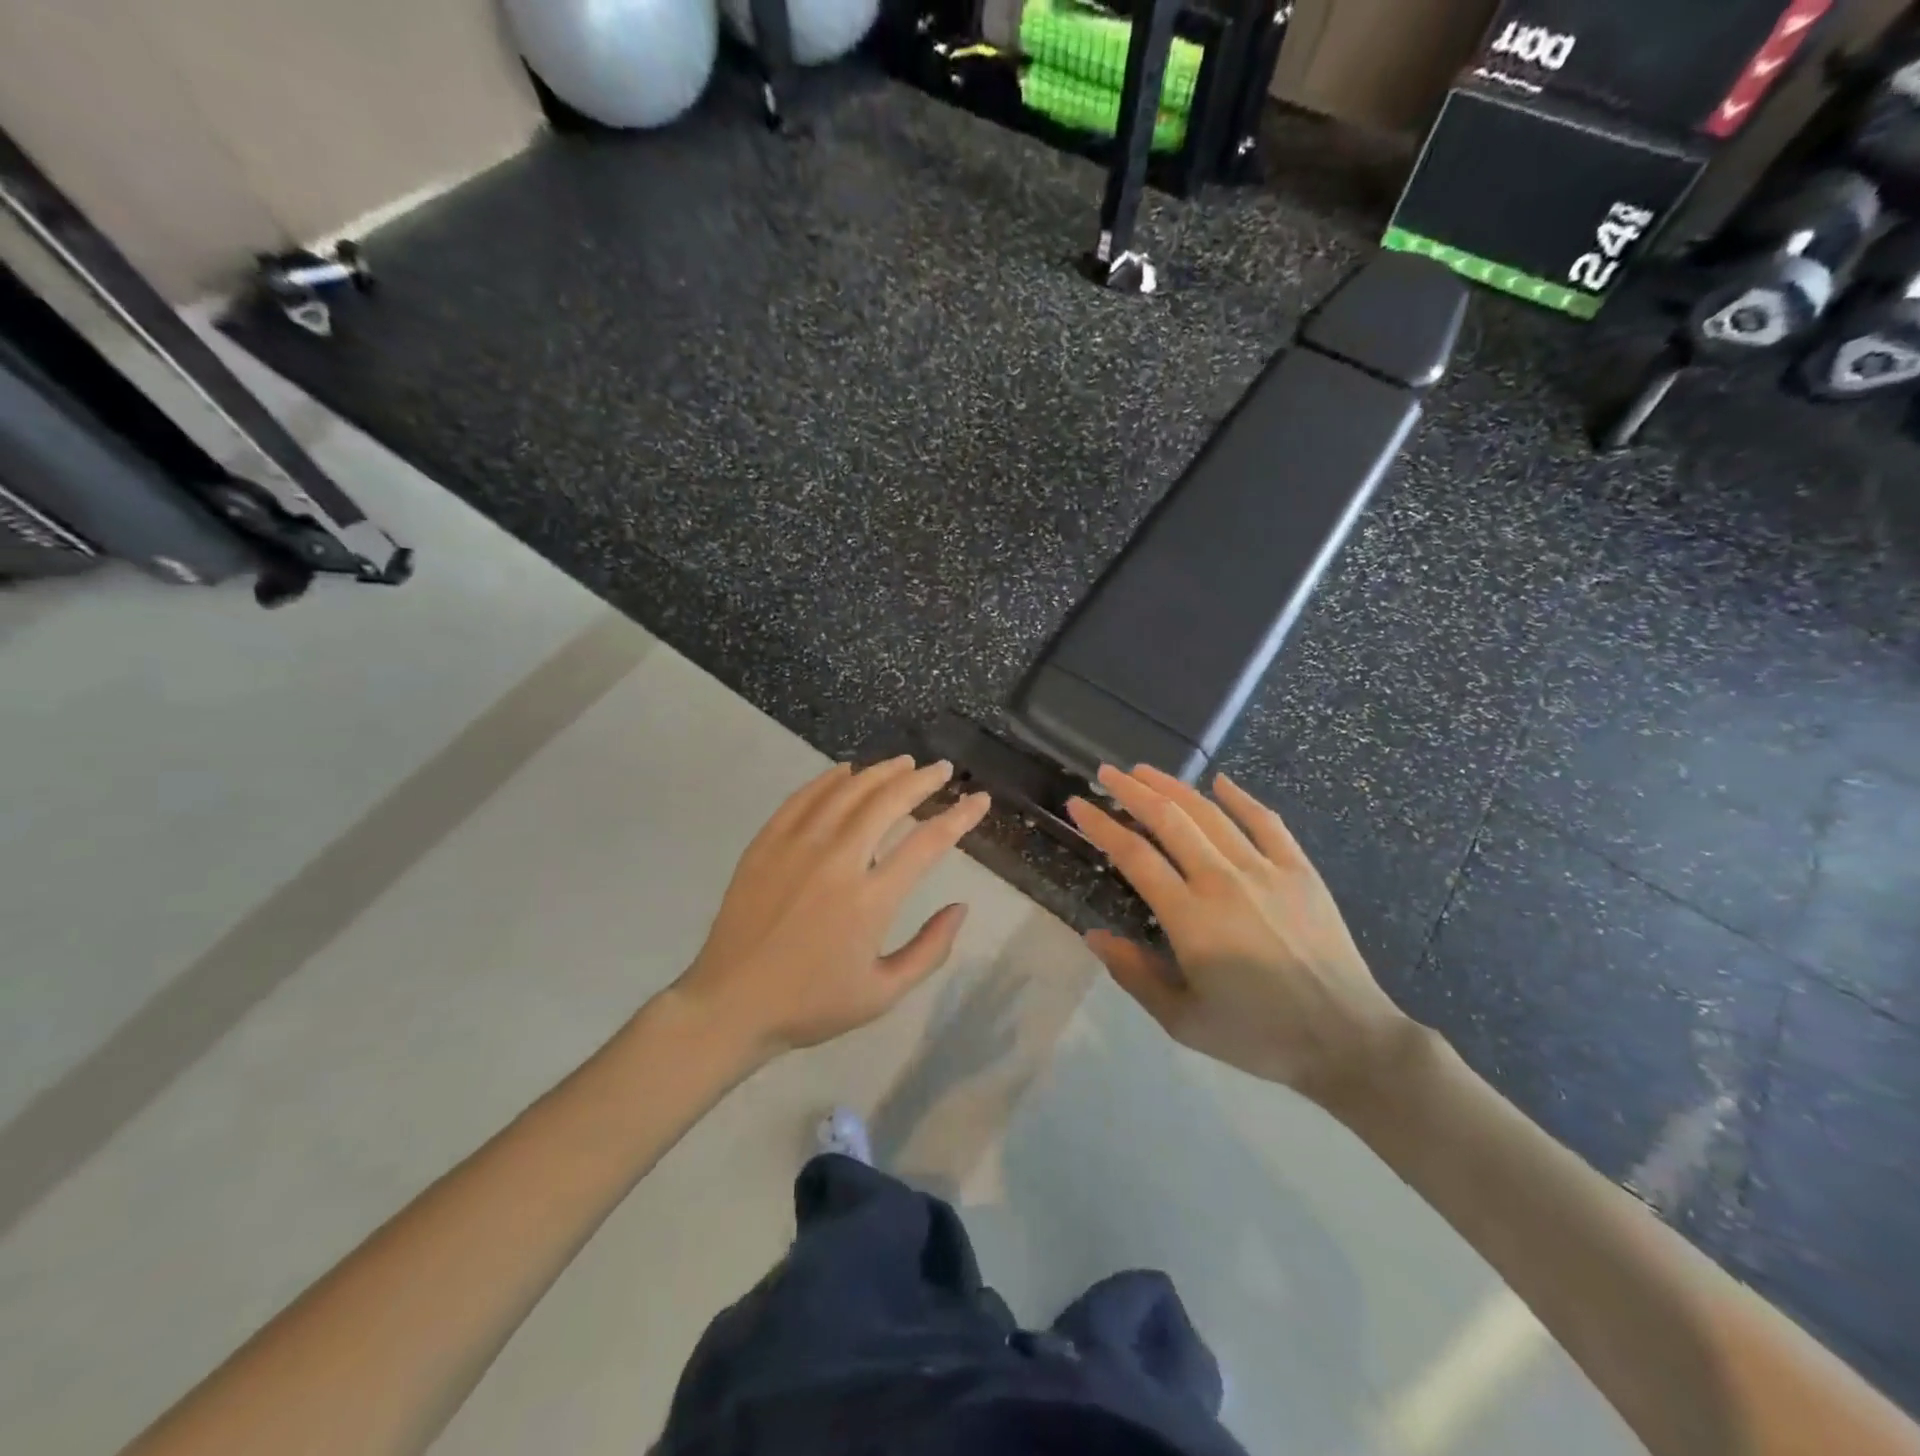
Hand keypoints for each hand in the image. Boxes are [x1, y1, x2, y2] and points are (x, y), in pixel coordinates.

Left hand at [675, 757, 990, 1059]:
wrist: (730, 1005)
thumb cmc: (812, 1004)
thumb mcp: (883, 993)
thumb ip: (930, 950)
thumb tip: (961, 907)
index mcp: (870, 900)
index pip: (927, 843)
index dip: (960, 817)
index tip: (979, 799)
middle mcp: (837, 861)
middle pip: (888, 803)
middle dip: (921, 780)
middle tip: (941, 770)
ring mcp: (797, 847)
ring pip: (847, 792)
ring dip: (880, 772)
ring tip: (904, 763)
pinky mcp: (766, 844)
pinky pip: (803, 798)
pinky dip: (829, 780)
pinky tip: (846, 772)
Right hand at [1067, 765, 1416, 1106]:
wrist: (1347, 1040)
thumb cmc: (1258, 1036)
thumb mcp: (1183, 1021)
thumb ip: (1134, 975)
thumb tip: (1094, 935)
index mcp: (1191, 919)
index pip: (1134, 855)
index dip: (1101, 825)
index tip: (1078, 804)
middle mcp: (1223, 882)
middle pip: (1169, 820)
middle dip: (1132, 791)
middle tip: (1107, 773)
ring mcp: (1266, 870)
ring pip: (1210, 814)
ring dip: (1173, 786)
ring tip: (1145, 770)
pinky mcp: (1300, 871)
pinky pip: (1267, 822)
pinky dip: (1241, 798)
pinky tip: (1221, 782)